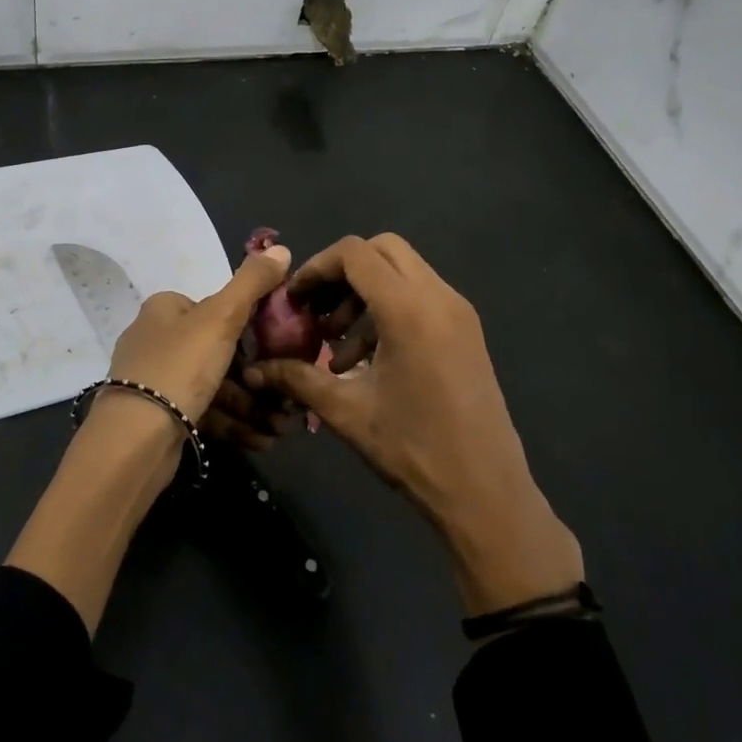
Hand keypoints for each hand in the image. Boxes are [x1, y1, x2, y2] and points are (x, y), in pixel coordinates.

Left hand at [7, 241, 294, 635]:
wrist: (134, 440)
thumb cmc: (179, 367)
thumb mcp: (221, 318)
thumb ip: (252, 283)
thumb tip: (281, 248)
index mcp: (165, 309)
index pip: (218, 308)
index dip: (253, 327)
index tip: (281, 348)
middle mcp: (157, 339)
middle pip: (221, 351)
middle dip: (259, 376)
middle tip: (289, 395)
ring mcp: (157, 381)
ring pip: (216, 386)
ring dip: (252, 405)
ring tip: (282, 425)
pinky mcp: (161, 417)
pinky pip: (206, 413)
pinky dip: (235, 423)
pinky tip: (262, 439)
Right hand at [245, 234, 582, 615]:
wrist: (484, 490)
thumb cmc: (413, 448)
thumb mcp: (346, 411)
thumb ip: (298, 379)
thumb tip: (256, 369)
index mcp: (409, 310)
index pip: (355, 254)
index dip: (317, 268)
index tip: (295, 299)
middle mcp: (439, 297)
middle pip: (383, 251)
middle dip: (342, 273)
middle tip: (318, 312)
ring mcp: (459, 312)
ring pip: (404, 273)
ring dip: (365, 295)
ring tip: (339, 348)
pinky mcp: (467, 331)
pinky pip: (422, 297)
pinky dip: (389, 310)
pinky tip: (368, 359)